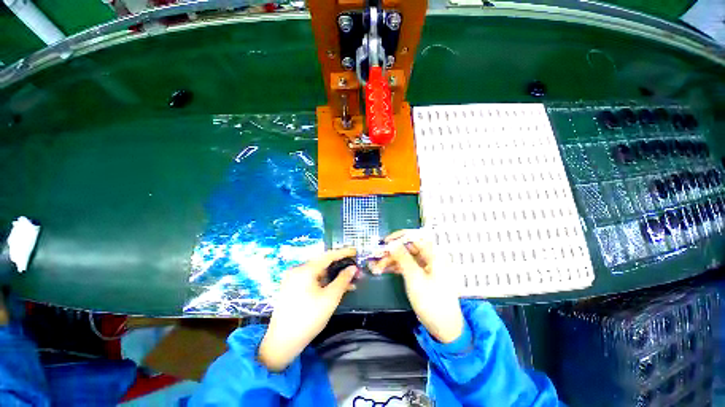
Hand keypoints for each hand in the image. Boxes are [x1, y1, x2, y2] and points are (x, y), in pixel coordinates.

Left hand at [258, 247, 357, 371]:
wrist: (281, 343)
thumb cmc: (308, 319)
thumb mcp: (330, 298)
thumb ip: (343, 280)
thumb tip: (353, 268)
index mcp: (305, 270)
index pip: (328, 255)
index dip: (343, 252)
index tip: (355, 251)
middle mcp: (297, 270)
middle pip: (322, 263)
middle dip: (340, 266)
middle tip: (354, 268)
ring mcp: (293, 279)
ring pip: (318, 272)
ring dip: (333, 276)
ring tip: (349, 281)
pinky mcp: (292, 288)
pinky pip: (312, 280)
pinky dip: (324, 282)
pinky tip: (335, 288)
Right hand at [371, 231, 463, 343]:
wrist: (443, 327)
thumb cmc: (432, 301)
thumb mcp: (415, 278)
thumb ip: (403, 258)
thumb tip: (392, 243)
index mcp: (434, 255)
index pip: (416, 237)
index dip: (400, 237)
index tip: (385, 242)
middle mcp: (430, 257)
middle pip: (408, 247)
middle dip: (392, 251)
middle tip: (377, 257)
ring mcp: (425, 266)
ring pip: (405, 257)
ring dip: (391, 260)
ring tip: (376, 266)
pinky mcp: (420, 275)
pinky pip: (406, 266)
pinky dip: (395, 267)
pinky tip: (383, 270)